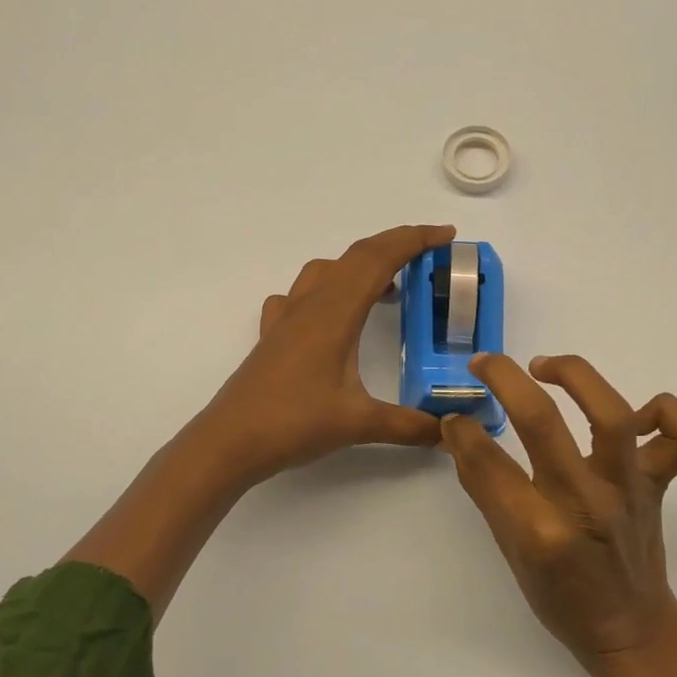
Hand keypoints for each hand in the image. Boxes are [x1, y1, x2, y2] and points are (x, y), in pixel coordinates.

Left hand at [195, 224, 455, 484]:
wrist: (229, 441)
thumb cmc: (293, 423)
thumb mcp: (358, 424)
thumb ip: (408, 425)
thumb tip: (447, 431)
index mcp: (335, 313)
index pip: (378, 259)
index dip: (414, 240)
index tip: (446, 235)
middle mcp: (310, 305)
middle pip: (356, 256)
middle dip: (395, 246)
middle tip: (430, 254)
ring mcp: (287, 318)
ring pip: (326, 270)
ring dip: (360, 266)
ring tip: (386, 289)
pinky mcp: (273, 336)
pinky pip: (300, 295)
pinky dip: (325, 290)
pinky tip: (331, 316)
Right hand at [441, 353, 676, 658]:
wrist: (630, 629)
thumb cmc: (560, 597)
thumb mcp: (509, 551)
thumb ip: (485, 489)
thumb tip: (460, 433)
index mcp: (541, 531)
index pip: (489, 462)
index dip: (462, 431)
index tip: (454, 417)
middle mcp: (586, 503)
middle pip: (542, 421)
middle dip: (505, 379)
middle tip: (484, 364)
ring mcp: (630, 490)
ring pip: (612, 414)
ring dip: (575, 376)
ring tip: (545, 368)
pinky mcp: (660, 484)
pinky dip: (665, 412)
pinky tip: (635, 413)